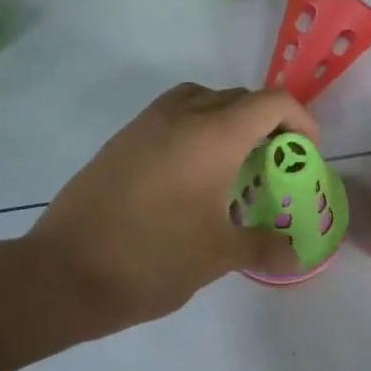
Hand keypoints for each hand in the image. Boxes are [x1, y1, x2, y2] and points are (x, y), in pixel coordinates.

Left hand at [24, 83, 318, 339]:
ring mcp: (145, 125)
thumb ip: (265, 246)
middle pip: (238, 97)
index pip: (271, 103)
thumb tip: (299, 256)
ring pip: (200, 99)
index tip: (307, 152)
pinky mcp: (121, 141)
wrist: (63, 273)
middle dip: (266, 122)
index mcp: (213, 135)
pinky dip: (194, 129)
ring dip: (227, 119)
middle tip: (274, 163)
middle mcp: (180, 116)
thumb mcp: (218, 256)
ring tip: (233, 163)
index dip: (300, 121)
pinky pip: (171, 116)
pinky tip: (191, 176)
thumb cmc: (152, 259)